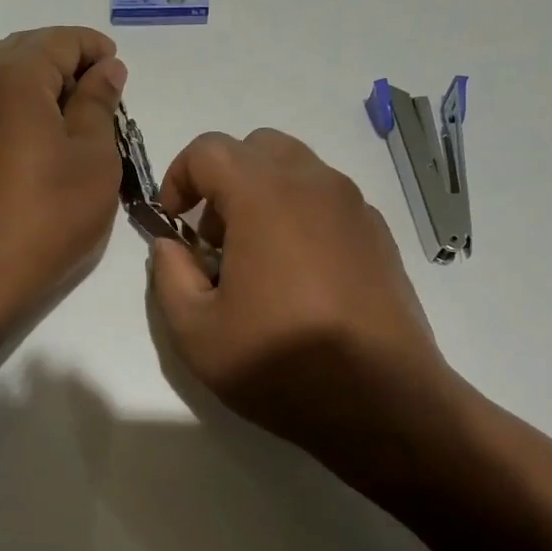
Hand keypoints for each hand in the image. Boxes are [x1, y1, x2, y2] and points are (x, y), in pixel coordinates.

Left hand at [0, 26, 127, 320]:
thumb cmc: (50, 213)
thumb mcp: (94, 155)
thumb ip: (100, 101)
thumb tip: (106, 67)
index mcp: (16, 71)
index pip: (64, 40)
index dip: (98, 52)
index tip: (121, 79)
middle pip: (33, 49)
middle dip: (72, 66)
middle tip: (104, 103)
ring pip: (11, 73)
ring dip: (46, 86)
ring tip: (78, 123)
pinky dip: (23, 105)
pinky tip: (45, 137)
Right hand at [148, 128, 468, 496]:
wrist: (382, 402)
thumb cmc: (281, 364)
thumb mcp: (195, 333)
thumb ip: (169, 276)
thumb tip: (172, 246)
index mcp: (265, 197)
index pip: (209, 149)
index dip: (177, 177)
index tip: (173, 223)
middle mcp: (315, 185)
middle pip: (257, 148)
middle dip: (223, 182)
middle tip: (215, 240)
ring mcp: (355, 207)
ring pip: (297, 171)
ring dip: (263, 197)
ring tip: (256, 262)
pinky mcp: (380, 235)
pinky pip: (328, 202)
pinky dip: (300, 217)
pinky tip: (299, 279)